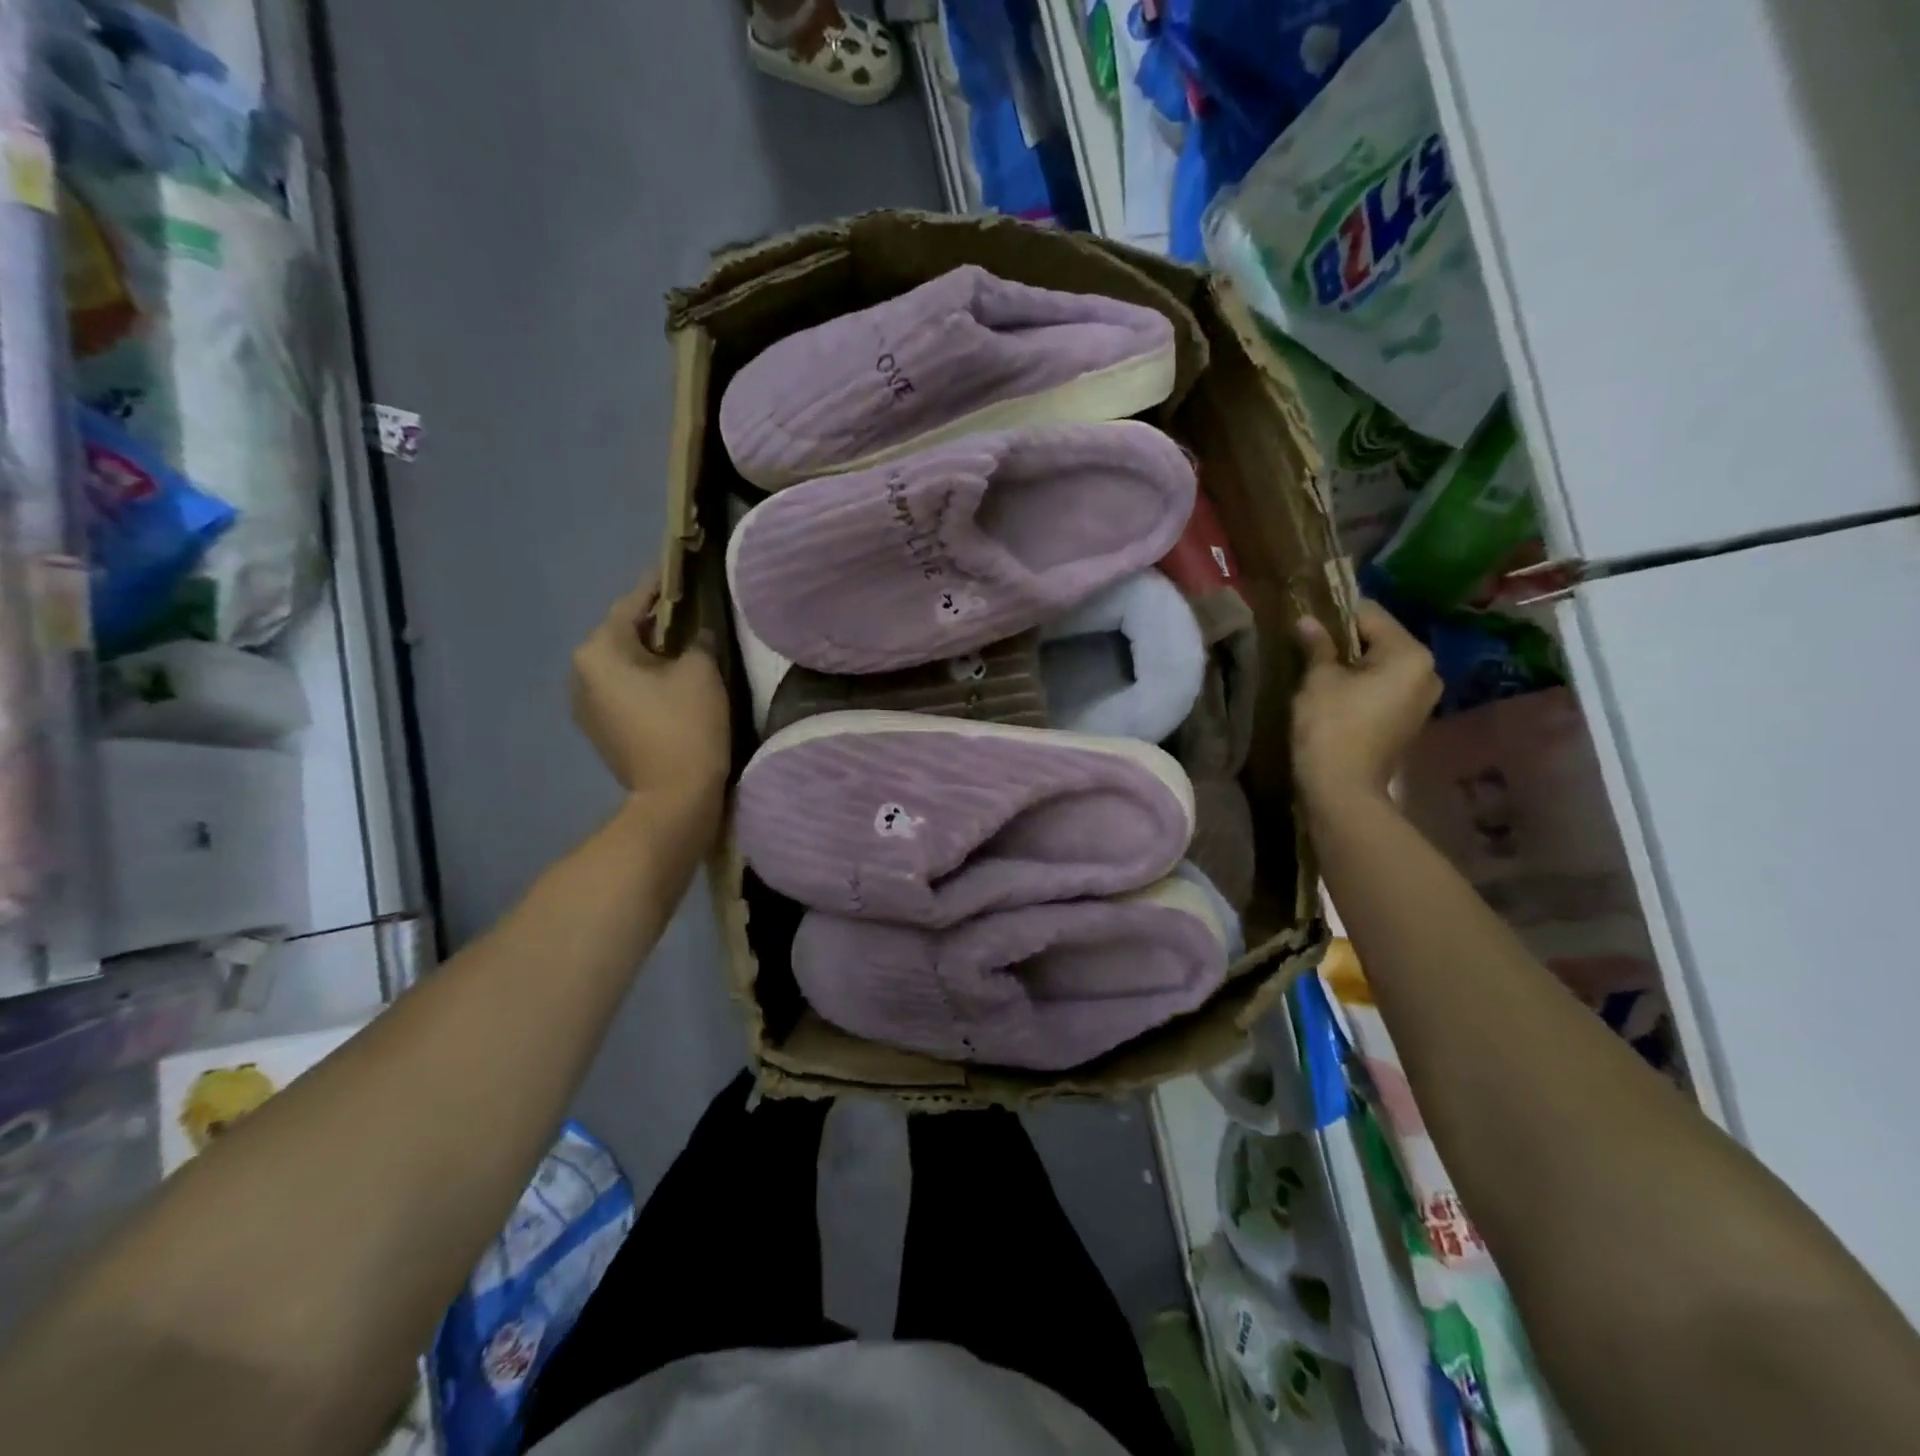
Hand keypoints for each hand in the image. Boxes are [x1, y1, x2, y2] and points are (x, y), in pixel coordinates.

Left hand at [571, 576, 729, 802]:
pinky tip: (671, 684)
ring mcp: (585, 705)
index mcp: (598, 651)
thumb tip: (697, 631)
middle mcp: (580, 673)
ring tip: (685, 650)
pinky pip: (622, 690)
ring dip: (649, 655)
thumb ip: (698, 638)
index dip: (661, 586)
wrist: (674, 797)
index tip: (680, 570)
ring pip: (622, 665)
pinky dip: (644, 681)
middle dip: (656, 624)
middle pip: (623, 634)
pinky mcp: (600, 729)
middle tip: (692, 614)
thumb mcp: (701, 671)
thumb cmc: (686, 726)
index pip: (632, 603)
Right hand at [1291, 601, 1439, 811]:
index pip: (1371, 615)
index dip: (1335, 614)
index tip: (1308, 620)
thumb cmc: (1330, 727)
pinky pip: (1385, 688)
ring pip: (1383, 665)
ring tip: (1320, 669)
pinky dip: (1363, 685)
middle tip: (1310, 645)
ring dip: (1354, 664)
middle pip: (1381, 640)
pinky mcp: (1409, 720)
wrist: (1342, 788)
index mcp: (1410, 655)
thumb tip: (1307, 621)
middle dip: (1347, 640)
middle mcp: (1427, 672)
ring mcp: (1423, 700)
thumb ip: (1317, 645)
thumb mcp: (1318, 680)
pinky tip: (1336, 694)